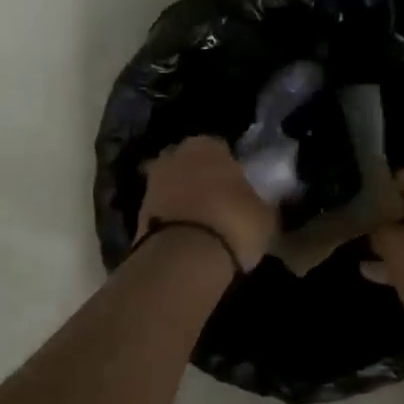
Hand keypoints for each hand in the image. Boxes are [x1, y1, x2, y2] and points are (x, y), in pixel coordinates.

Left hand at [137, 136, 276, 272]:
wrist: (183, 258)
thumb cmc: (233, 223)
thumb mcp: (265, 215)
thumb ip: (260, 202)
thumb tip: (261, 205)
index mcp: (208, 145)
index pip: (222, 149)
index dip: (231, 168)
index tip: (240, 188)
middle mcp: (175, 155)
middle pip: (192, 164)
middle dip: (203, 179)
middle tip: (221, 203)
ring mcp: (152, 183)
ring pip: (175, 187)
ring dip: (185, 200)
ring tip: (205, 224)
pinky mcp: (137, 213)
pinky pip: (163, 211)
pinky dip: (173, 220)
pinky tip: (188, 237)